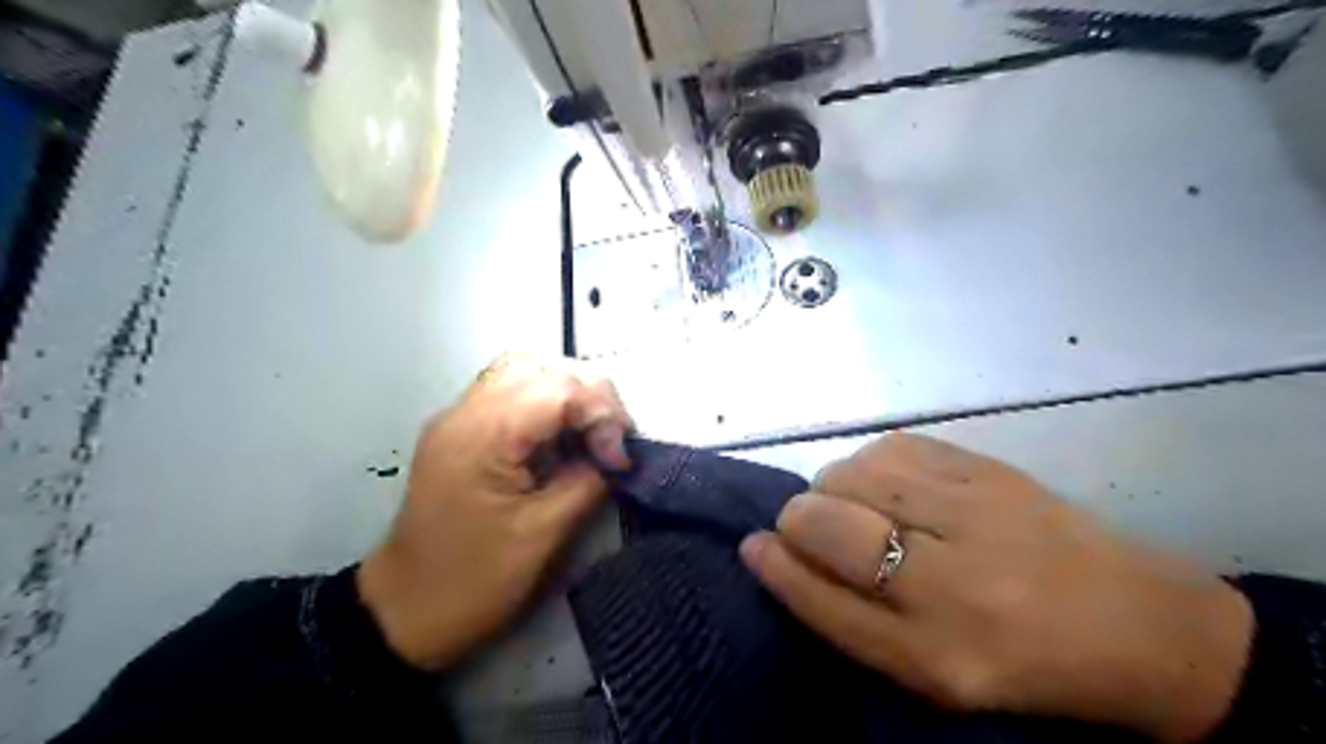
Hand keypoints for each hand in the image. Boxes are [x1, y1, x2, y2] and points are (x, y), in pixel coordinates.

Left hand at [362, 356, 633, 674]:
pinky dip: (548, 402)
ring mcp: (459, 417)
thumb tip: (617, 456)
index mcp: (484, 436)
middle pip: (543, 365)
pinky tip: (562, 436)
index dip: (602, 414)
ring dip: (569, 393)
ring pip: (525, 369)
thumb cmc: (473, 581)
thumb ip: (587, 481)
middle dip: (592, 395)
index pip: (559, 386)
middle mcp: (466, 412)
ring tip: (591, 432)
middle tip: (611, 441)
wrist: (402, 612)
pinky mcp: (462, 430)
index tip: (619, 460)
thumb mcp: (542, 535)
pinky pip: (511, 391)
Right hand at [743, 432, 1255, 740]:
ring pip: (853, 473)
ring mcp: (978, 514)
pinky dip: (870, 463)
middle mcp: (955, 586)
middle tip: (808, 523)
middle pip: (830, 524)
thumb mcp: (927, 671)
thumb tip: (773, 549)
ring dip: (834, 487)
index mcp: (937, 658)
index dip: (777, 565)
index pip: (821, 599)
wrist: (1140, 626)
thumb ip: (847, 616)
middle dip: (798, 518)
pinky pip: (892, 446)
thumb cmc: (1018, 661)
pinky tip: (887, 483)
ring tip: (855, 506)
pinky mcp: (992, 469)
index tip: (753, 545)